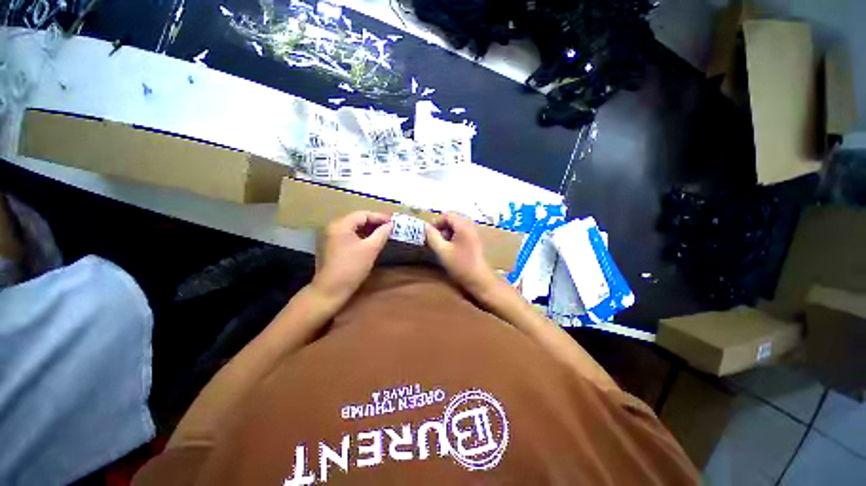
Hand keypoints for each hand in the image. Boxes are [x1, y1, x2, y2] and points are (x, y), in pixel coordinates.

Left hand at [312, 211, 392, 306]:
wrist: (330, 290)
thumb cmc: (351, 268)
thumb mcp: (370, 249)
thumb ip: (381, 234)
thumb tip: (390, 225)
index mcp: (341, 225)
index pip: (363, 215)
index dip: (379, 217)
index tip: (393, 222)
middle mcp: (334, 227)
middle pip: (357, 219)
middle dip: (374, 222)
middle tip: (389, 227)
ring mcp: (331, 237)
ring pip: (354, 228)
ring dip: (369, 229)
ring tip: (383, 233)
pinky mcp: (332, 246)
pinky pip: (350, 235)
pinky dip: (362, 236)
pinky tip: (371, 241)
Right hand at [425, 212, 500, 298]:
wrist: (480, 280)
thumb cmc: (460, 265)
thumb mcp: (442, 251)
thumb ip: (432, 237)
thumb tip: (425, 227)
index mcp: (463, 226)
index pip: (447, 215)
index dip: (436, 222)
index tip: (429, 234)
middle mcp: (470, 227)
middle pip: (453, 220)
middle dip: (441, 227)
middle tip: (435, 240)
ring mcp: (473, 234)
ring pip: (457, 227)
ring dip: (447, 233)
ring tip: (441, 246)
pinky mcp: (474, 242)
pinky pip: (461, 233)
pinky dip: (453, 237)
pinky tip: (450, 249)